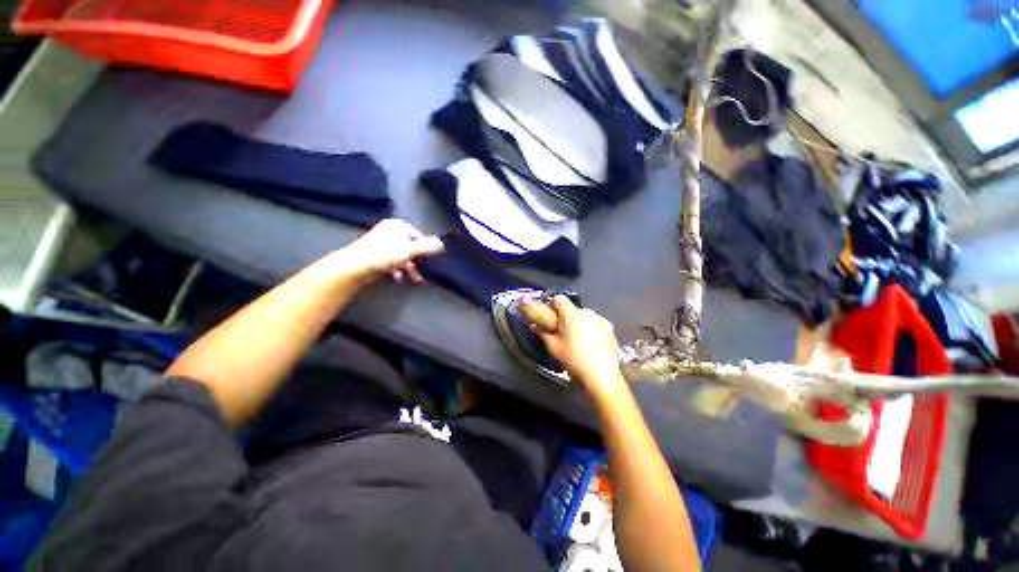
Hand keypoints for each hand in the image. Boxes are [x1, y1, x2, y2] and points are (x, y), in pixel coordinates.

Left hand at [334, 219, 443, 284]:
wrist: (355, 266)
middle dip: (418, 260)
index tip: (431, 258)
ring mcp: (380, 243)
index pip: (418, 234)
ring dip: (409, 268)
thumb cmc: (385, 255)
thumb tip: (442, 243)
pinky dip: (397, 270)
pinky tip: (399, 279)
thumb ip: (427, 247)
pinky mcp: (373, 254)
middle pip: (409, 246)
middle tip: (425, 270)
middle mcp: (388, 231)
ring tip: (416, 280)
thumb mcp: (410, 250)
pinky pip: (390, 261)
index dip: (425, 247)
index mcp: (397, 226)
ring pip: (400, 255)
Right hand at [522, 296, 626, 398]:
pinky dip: (590, 330)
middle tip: (560, 331)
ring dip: (578, 323)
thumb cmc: (574, 359)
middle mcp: (588, 312)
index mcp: (572, 314)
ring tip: (576, 340)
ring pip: (585, 317)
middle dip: (565, 317)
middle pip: (572, 309)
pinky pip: (596, 324)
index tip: (548, 316)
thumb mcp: (554, 347)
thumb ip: (543, 333)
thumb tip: (534, 325)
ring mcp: (601, 320)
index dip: (551, 304)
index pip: (559, 298)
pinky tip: (590, 345)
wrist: (602, 376)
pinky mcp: (610, 330)